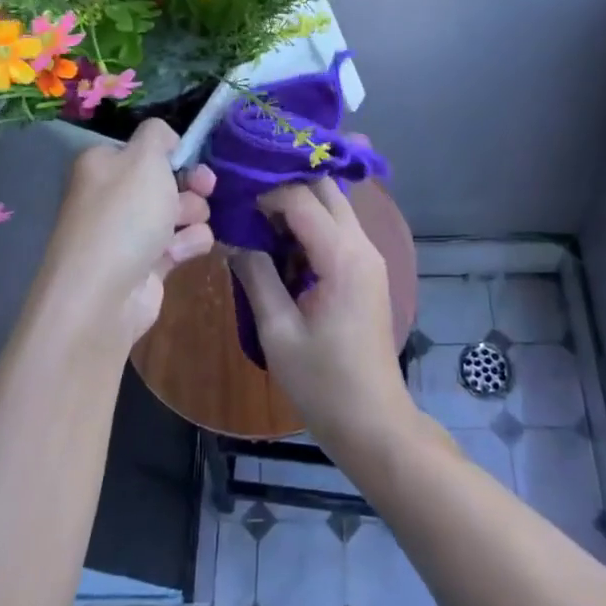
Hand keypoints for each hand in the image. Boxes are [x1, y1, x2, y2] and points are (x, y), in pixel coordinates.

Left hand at [38, 118, 215, 345]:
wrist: (103, 295)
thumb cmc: (124, 215)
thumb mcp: (144, 157)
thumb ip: (158, 135)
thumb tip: (165, 137)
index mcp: (104, 165)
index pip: (145, 149)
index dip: (172, 153)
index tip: (192, 157)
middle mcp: (113, 196)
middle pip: (167, 180)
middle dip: (191, 183)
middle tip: (205, 187)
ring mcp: (129, 232)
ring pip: (180, 211)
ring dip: (193, 215)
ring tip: (187, 225)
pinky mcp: (147, 265)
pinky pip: (180, 243)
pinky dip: (187, 244)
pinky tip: (181, 253)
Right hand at [233, 181, 416, 460]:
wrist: (373, 422)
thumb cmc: (323, 383)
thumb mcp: (278, 331)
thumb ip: (256, 276)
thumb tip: (232, 238)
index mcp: (342, 256)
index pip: (302, 198)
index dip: (265, 192)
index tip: (232, 199)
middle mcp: (362, 245)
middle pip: (326, 189)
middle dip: (285, 184)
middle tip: (245, 196)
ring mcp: (369, 257)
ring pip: (334, 205)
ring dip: (298, 202)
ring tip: (256, 216)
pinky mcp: (366, 270)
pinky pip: (337, 228)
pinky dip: (310, 223)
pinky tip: (280, 242)